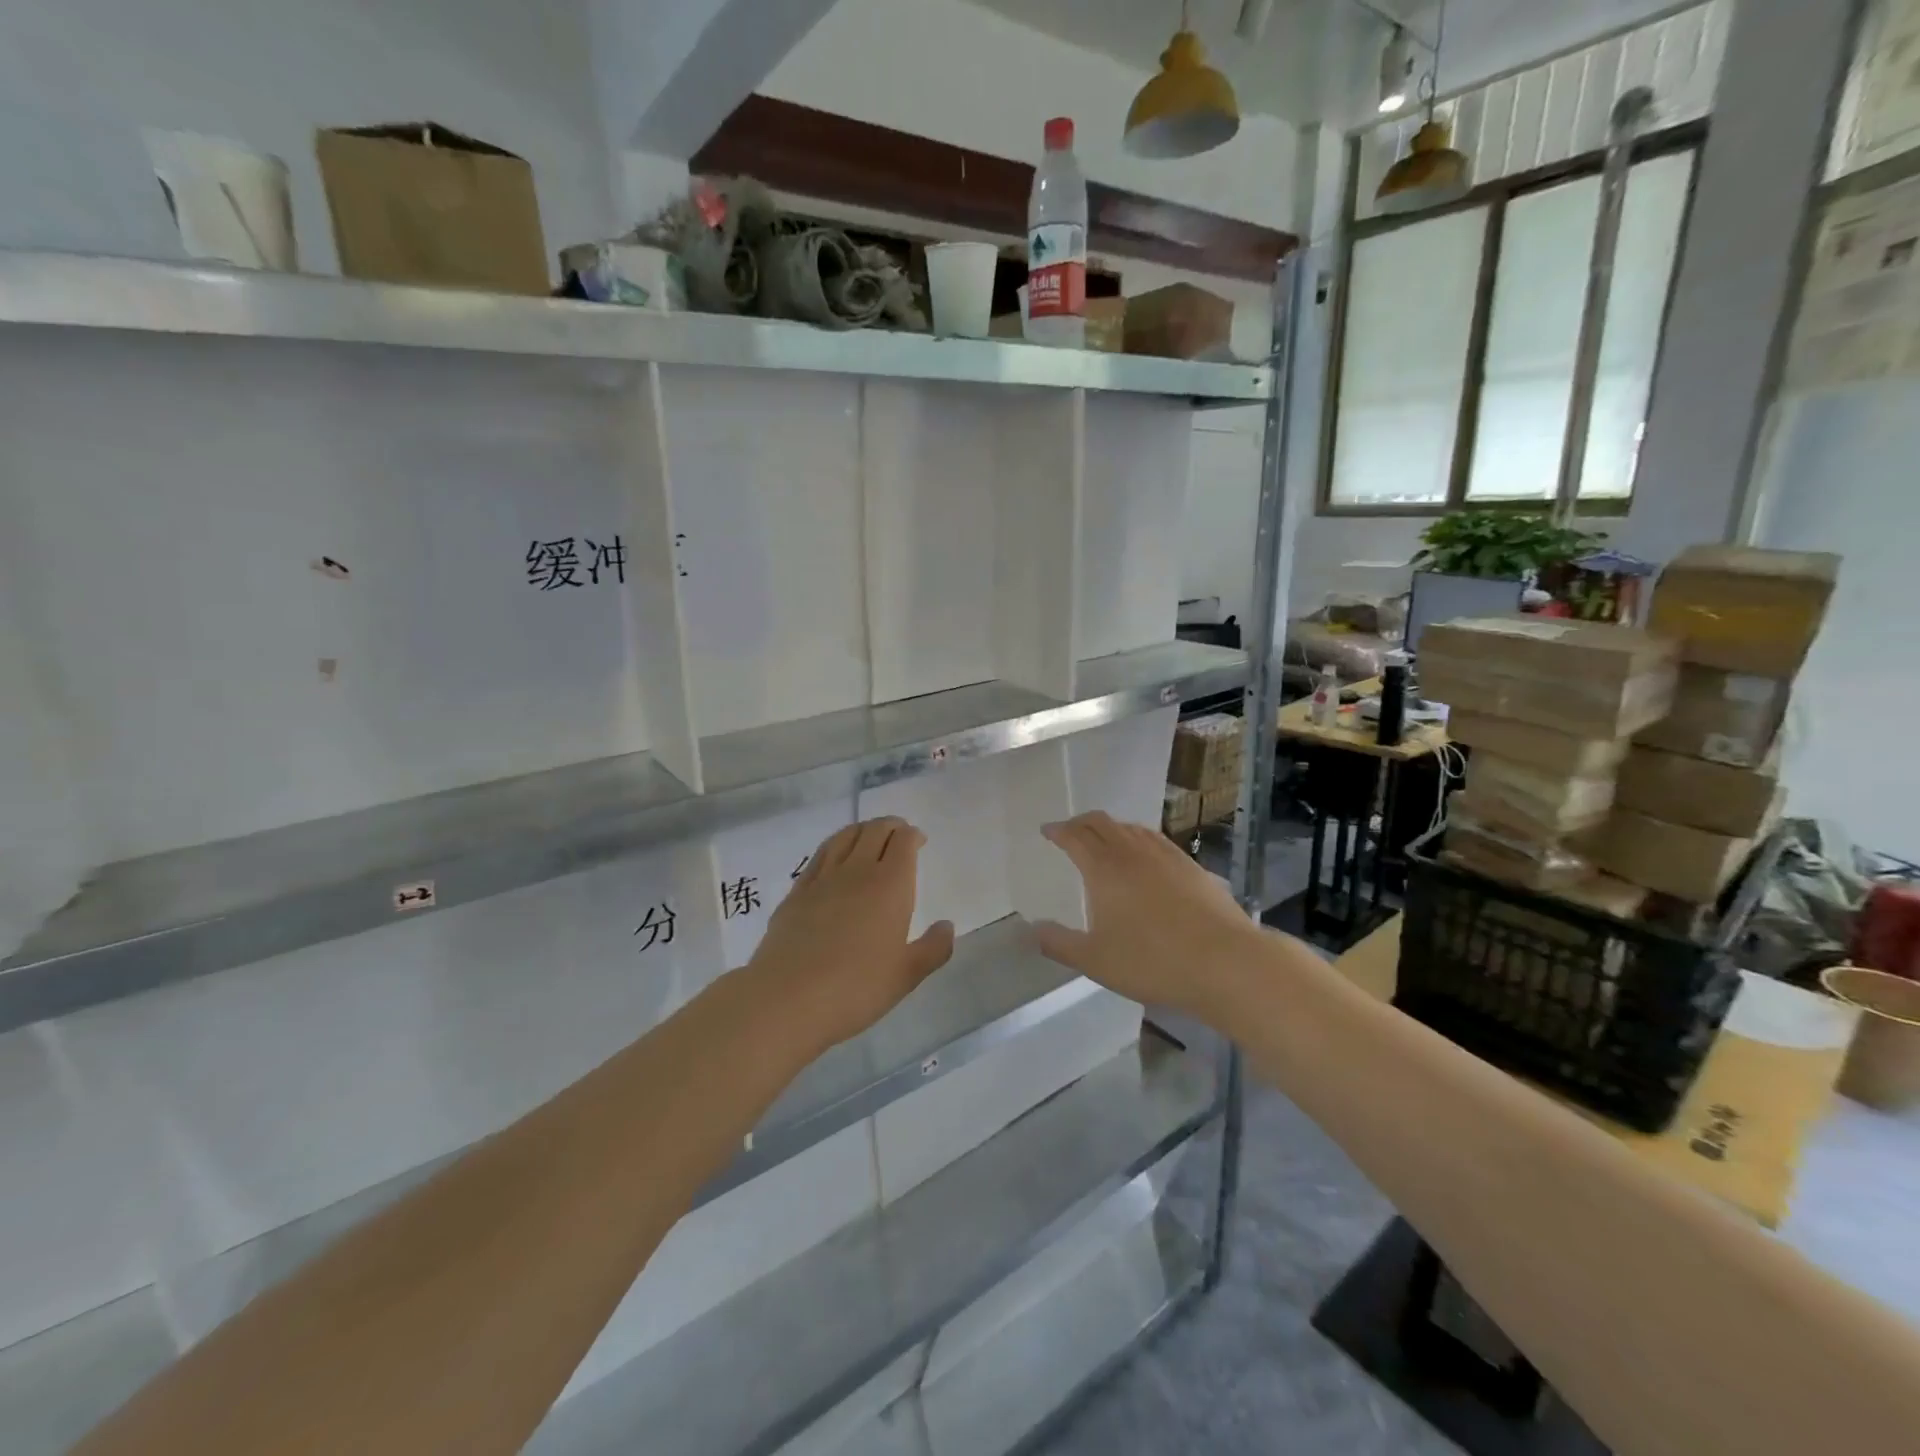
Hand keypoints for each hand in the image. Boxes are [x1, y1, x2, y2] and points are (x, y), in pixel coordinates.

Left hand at [748, 817, 954, 1054]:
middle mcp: (857, 871)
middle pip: (874, 831)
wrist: (788, 998)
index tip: (918, 840)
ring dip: (861, 830)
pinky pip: (819, 856)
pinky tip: (834, 857)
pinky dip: (833, 846)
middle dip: (890, 826)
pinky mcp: (796, 892)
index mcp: (890, 885)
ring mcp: (822, 879)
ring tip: (868, 836)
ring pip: (844, 837)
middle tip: (898, 833)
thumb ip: (933, 948)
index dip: (912, 835)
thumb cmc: (856, 988)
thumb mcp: (906, 975)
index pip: (903, 842)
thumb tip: (947, 926)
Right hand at [1035, 811, 1263, 1022]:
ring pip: (1131, 828)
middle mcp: (1132, 852)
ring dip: (1111, 828)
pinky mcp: (1192, 866)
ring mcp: (1166, 855)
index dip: (1058, 831)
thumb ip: (1060, 944)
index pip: (1075, 836)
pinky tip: (1145, 856)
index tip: (1047, 831)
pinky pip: (1156, 840)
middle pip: (1102, 823)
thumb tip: (1033, 929)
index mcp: (1104, 868)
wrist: (1225, 962)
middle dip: (1081, 823)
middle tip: (1070, 832)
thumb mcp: (1096, 961)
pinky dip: (1139, 838)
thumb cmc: (1152, 961)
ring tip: (1104, 840)